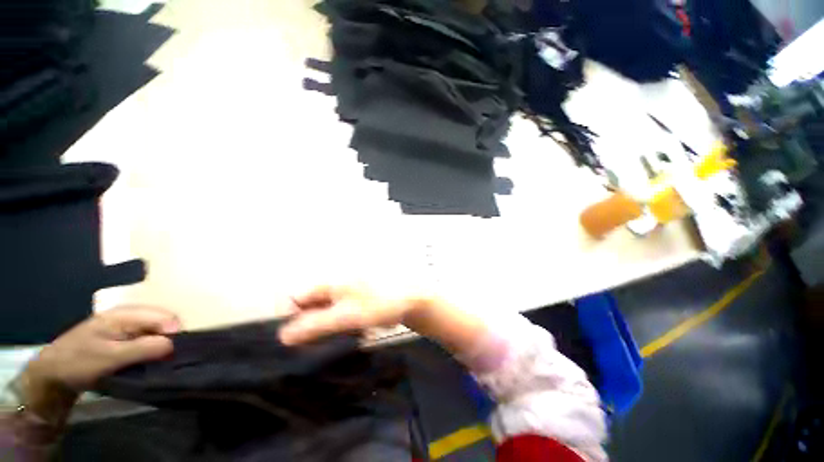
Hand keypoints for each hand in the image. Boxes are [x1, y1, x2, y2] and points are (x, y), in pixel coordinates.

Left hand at [20, 306, 179, 423]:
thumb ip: (143, 348)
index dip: (174, 334)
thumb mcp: (110, 357)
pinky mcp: (122, 337)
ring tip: (157, 362)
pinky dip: (151, 348)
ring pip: (156, 330)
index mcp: (127, 314)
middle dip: (169, 339)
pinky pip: (147, 338)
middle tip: (165, 359)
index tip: (172, 355)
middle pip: (163, 321)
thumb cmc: (79, 362)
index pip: (165, 317)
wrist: (52, 373)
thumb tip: (174, 344)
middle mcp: (130, 314)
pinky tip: (146, 360)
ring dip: (160, 345)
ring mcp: (125, 325)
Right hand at [278, 285, 486, 359]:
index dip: (293, 319)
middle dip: (316, 324)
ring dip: (333, 325)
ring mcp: (349, 289)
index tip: (301, 339)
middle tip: (330, 336)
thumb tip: (283, 335)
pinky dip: (347, 322)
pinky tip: (360, 328)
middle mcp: (336, 283)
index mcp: (330, 283)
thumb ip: (315, 325)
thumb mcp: (345, 317)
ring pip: (329, 311)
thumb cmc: (379, 304)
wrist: (411, 297)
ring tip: (350, 332)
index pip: (296, 299)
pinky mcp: (360, 296)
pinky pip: (345, 311)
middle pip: (312, 306)